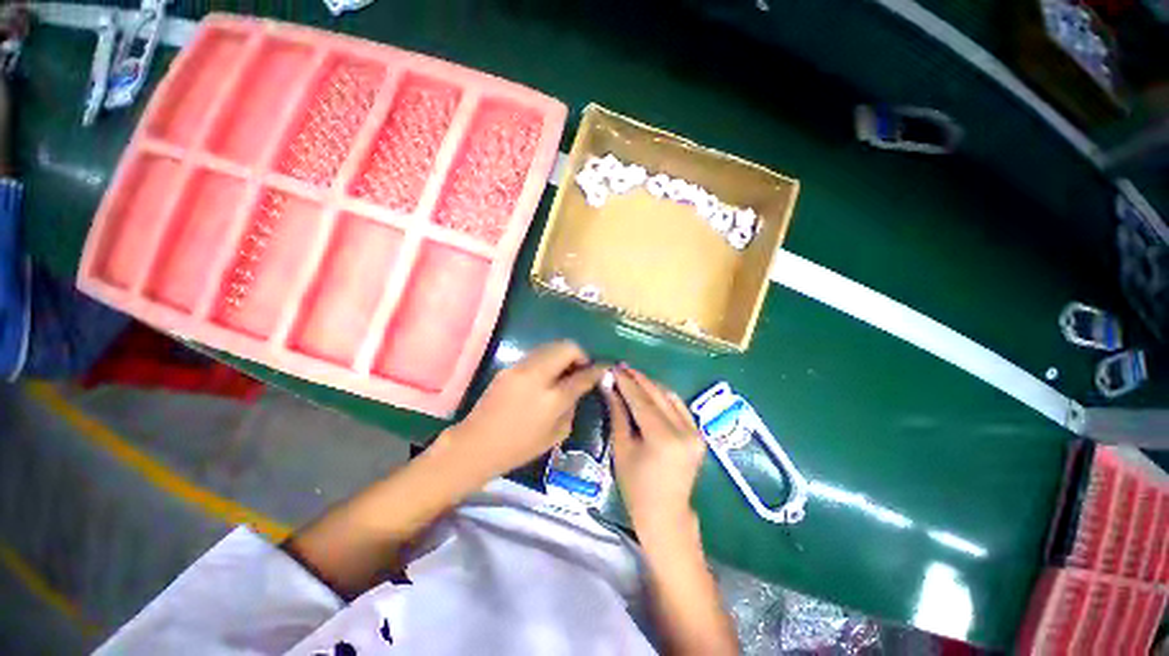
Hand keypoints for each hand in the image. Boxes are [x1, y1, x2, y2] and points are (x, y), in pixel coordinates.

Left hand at [440, 341, 604, 484]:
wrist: (476, 445)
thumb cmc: (519, 448)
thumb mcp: (556, 434)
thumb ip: (572, 406)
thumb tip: (578, 388)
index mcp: (552, 399)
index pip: (582, 375)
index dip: (597, 369)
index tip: (604, 366)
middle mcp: (537, 376)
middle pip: (566, 348)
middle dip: (580, 354)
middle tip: (581, 368)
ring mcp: (520, 368)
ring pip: (550, 346)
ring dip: (563, 354)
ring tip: (564, 370)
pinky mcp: (509, 367)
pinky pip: (536, 355)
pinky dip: (548, 359)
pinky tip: (546, 375)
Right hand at [603, 367, 706, 546]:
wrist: (666, 515)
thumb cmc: (636, 488)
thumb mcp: (622, 448)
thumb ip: (618, 414)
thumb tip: (610, 386)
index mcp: (663, 439)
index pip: (642, 401)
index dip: (626, 383)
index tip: (614, 368)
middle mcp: (684, 431)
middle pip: (658, 395)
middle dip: (639, 379)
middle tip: (621, 367)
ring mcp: (695, 432)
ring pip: (671, 397)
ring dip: (651, 385)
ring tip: (632, 377)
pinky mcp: (699, 434)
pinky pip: (679, 406)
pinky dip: (663, 396)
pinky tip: (649, 391)